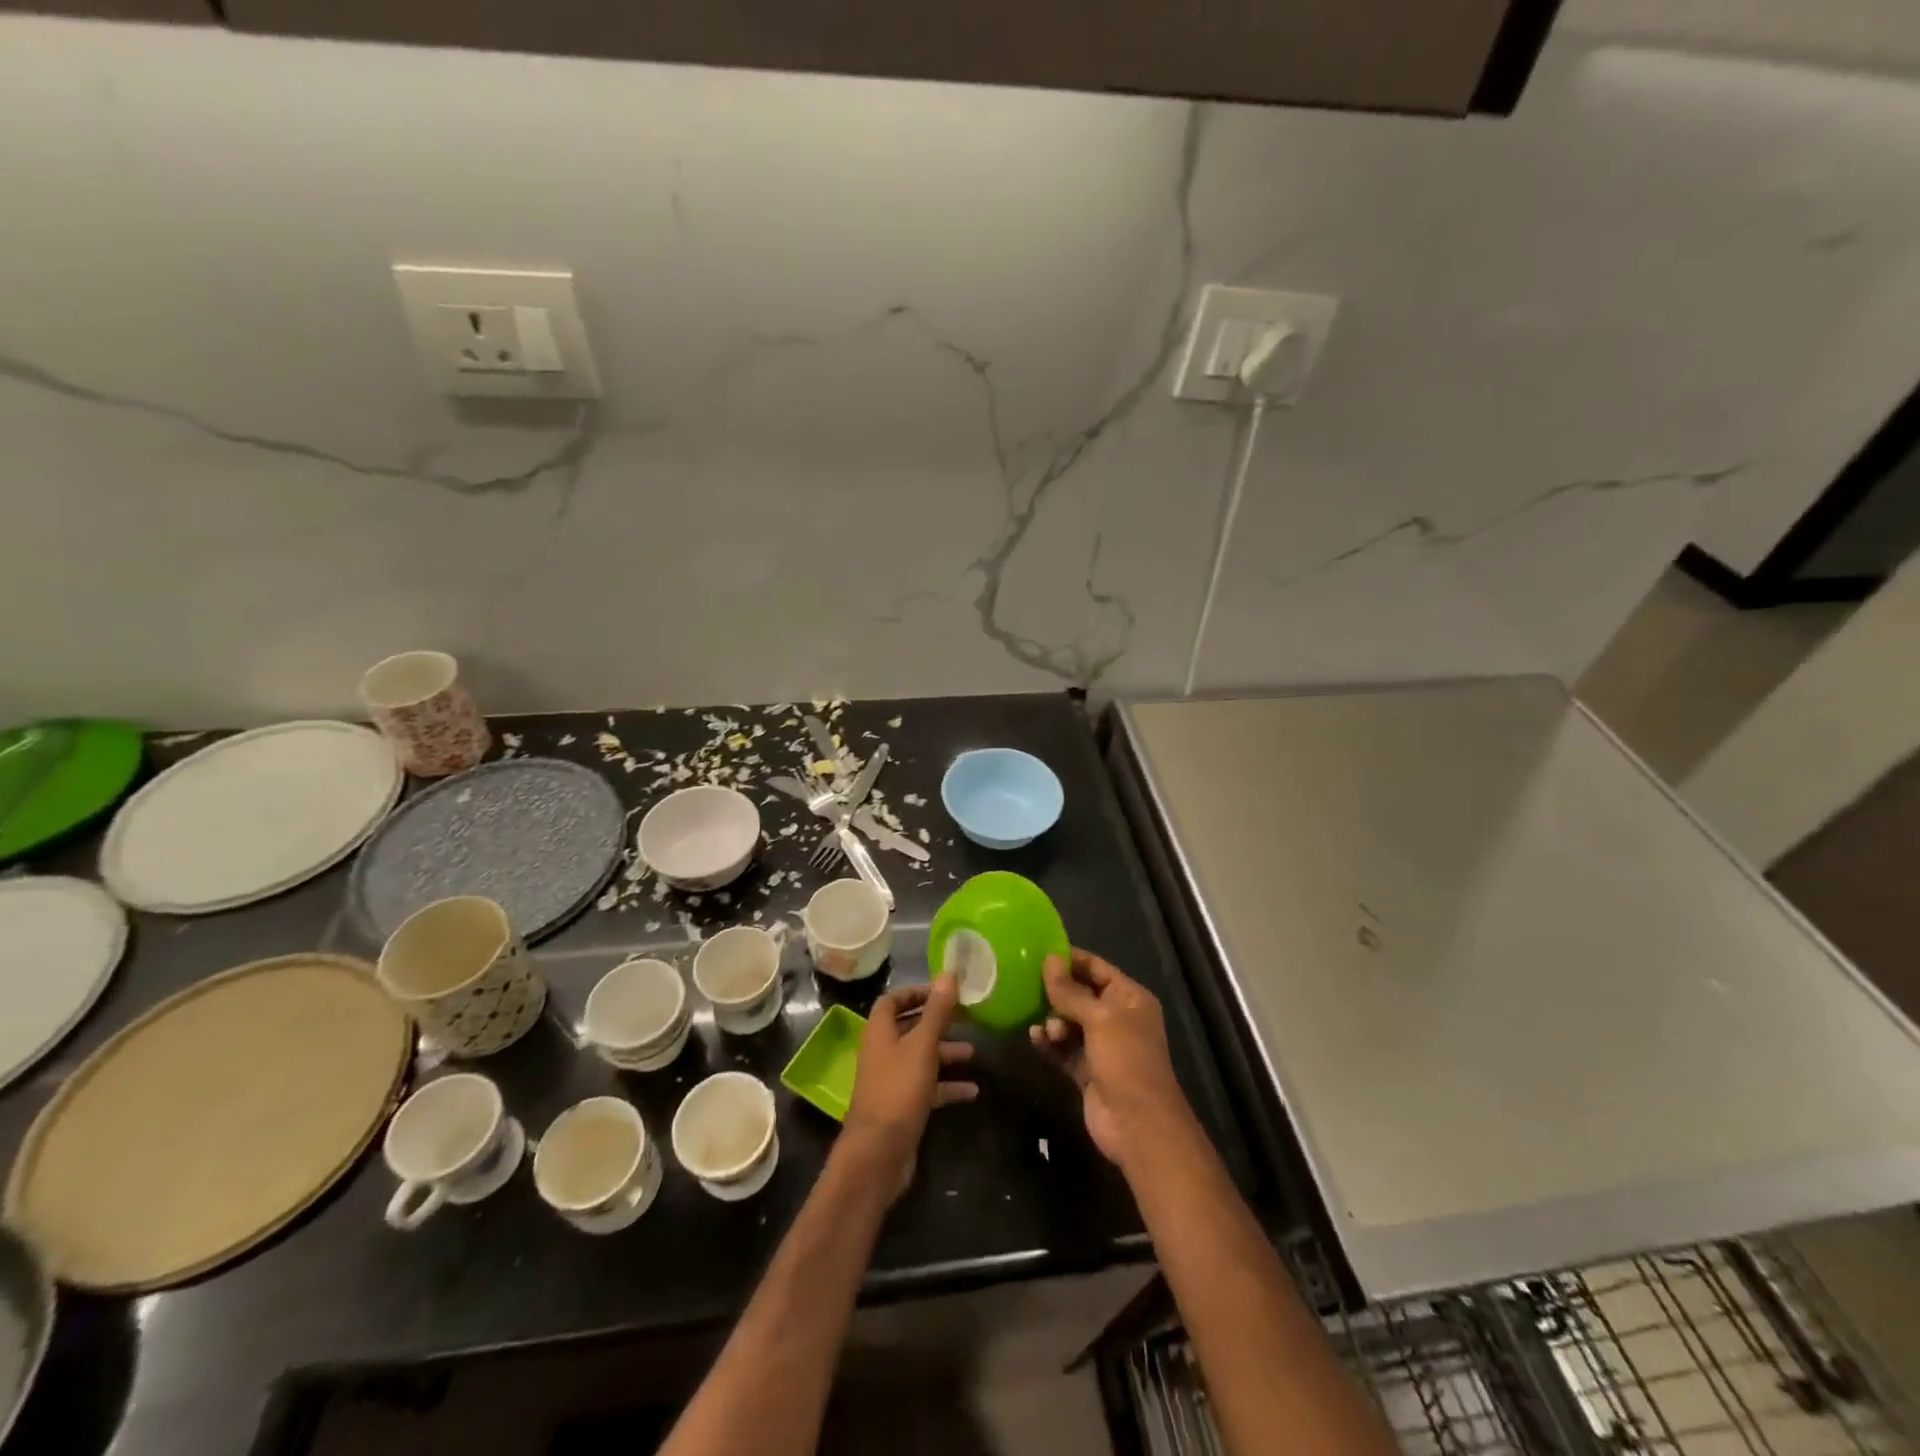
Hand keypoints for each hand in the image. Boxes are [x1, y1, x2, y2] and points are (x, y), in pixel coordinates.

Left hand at [842, 974, 977, 1195]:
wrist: (878, 1153)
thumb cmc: (898, 1090)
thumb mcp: (922, 1046)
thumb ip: (937, 1011)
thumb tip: (948, 973)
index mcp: (879, 1032)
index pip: (892, 1000)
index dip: (915, 992)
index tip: (943, 991)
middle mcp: (882, 1052)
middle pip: (909, 1028)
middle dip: (937, 1023)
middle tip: (966, 1018)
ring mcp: (891, 1081)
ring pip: (920, 1058)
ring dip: (945, 1054)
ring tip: (974, 1054)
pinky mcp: (902, 1106)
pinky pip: (927, 1088)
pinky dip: (947, 1086)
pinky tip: (972, 1091)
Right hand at [1029, 948, 1194, 1168]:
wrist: (1138, 1125)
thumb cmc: (1125, 1059)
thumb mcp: (1099, 1018)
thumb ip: (1070, 991)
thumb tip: (1049, 959)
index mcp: (1130, 998)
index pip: (1097, 968)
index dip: (1070, 960)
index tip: (1038, 954)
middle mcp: (1118, 1018)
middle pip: (1081, 994)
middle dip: (1057, 992)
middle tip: (1029, 987)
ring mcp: (1102, 1046)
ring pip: (1070, 1022)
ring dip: (1053, 1021)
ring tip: (1044, 1028)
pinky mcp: (1087, 1070)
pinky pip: (1064, 1048)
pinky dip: (1050, 1043)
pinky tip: (1035, 1038)